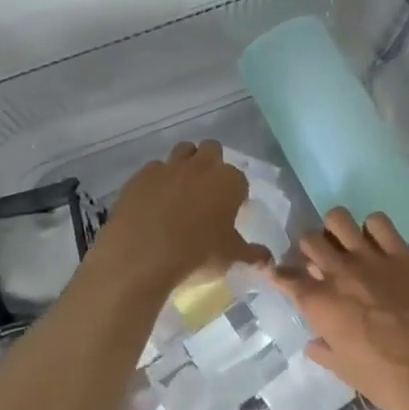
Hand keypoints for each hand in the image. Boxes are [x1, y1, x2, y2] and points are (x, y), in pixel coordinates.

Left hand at [89, 141, 266, 297]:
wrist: (142, 256)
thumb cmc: (196, 255)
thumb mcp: (230, 258)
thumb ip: (252, 255)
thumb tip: (268, 260)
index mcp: (228, 181)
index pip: (239, 178)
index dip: (236, 192)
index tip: (230, 209)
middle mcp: (200, 166)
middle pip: (211, 149)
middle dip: (211, 164)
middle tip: (207, 192)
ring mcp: (168, 167)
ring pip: (182, 151)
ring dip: (185, 164)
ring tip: (181, 192)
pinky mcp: (141, 176)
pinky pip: (154, 169)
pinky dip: (157, 180)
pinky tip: (153, 202)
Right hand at [271, 207, 408, 409]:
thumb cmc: (388, 381)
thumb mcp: (346, 372)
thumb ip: (325, 351)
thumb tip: (313, 343)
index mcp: (320, 303)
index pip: (286, 276)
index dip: (279, 273)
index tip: (281, 274)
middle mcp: (339, 272)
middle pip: (309, 238)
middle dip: (311, 248)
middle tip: (323, 262)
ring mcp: (371, 258)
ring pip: (338, 218)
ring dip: (337, 230)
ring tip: (347, 244)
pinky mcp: (402, 252)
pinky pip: (378, 222)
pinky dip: (374, 228)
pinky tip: (380, 244)